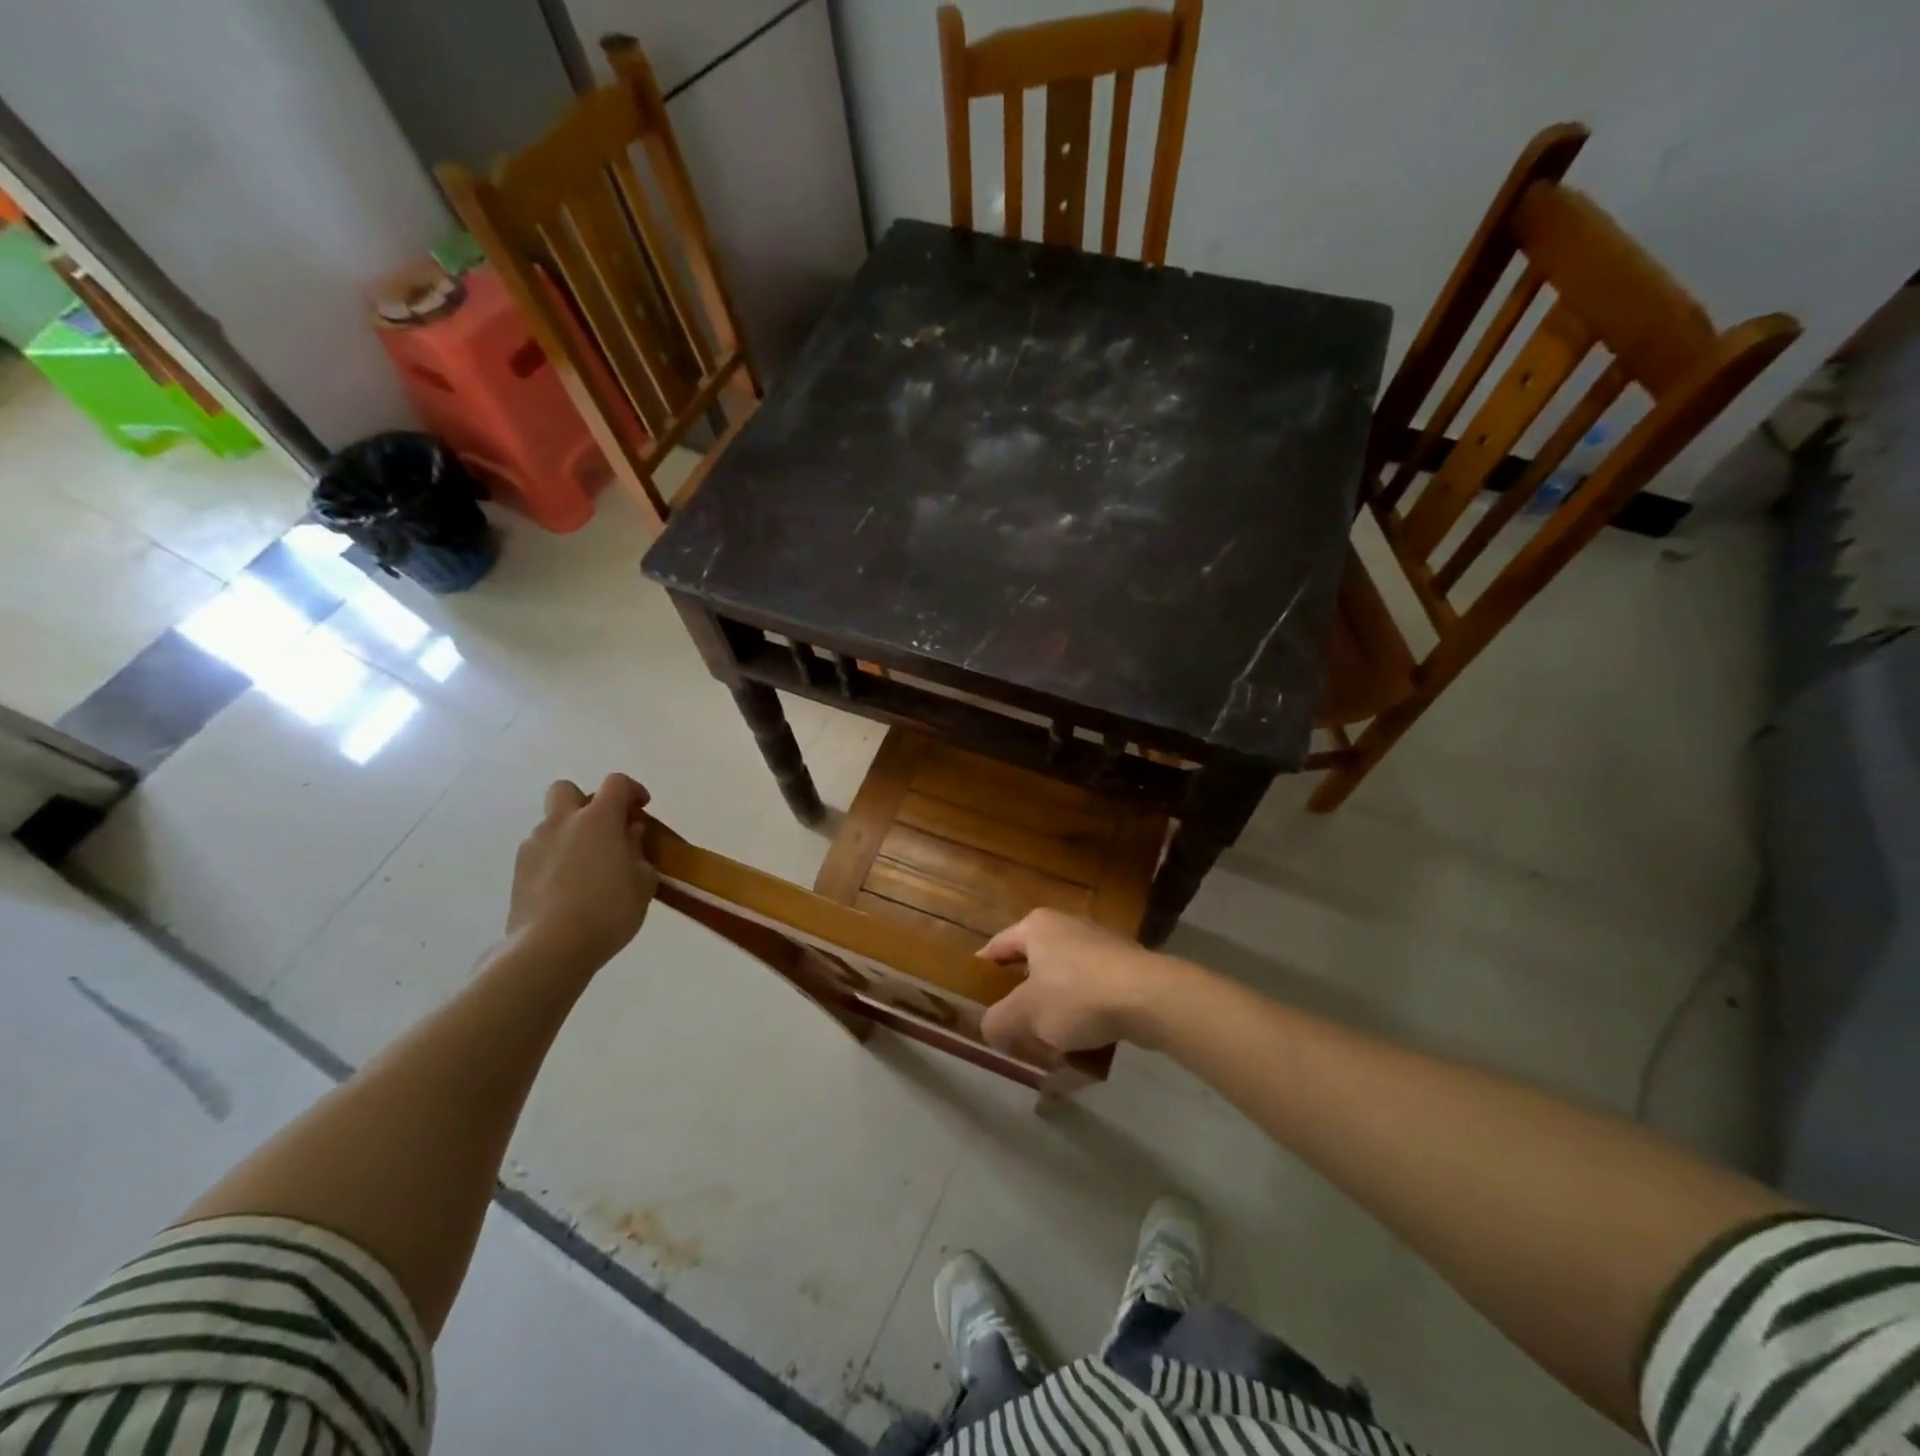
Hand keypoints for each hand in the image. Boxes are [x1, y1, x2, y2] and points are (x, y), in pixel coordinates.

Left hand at [507, 774, 658, 969]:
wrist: (550, 947)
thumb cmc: (609, 910)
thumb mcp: (643, 881)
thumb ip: (637, 850)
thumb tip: (628, 832)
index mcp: (598, 819)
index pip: (616, 783)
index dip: (632, 790)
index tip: (642, 807)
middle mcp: (562, 822)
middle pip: (567, 790)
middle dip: (586, 801)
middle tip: (605, 828)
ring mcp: (535, 845)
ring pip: (552, 823)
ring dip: (570, 833)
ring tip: (589, 866)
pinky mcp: (518, 871)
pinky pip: (541, 850)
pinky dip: (556, 857)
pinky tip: (569, 886)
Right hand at [978, 909, 1181, 1057]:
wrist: (1149, 998)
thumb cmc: (1076, 996)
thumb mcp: (1025, 1015)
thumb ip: (998, 1022)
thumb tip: (991, 1028)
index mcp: (1036, 926)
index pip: (997, 946)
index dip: (983, 972)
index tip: (976, 996)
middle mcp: (1066, 925)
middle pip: (1032, 962)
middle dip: (1022, 994)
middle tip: (1012, 1023)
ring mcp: (1099, 943)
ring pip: (1064, 977)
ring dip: (1055, 1006)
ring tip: (1049, 1039)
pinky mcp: (1124, 965)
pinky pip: (1092, 989)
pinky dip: (1084, 1010)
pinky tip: (1084, 1039)